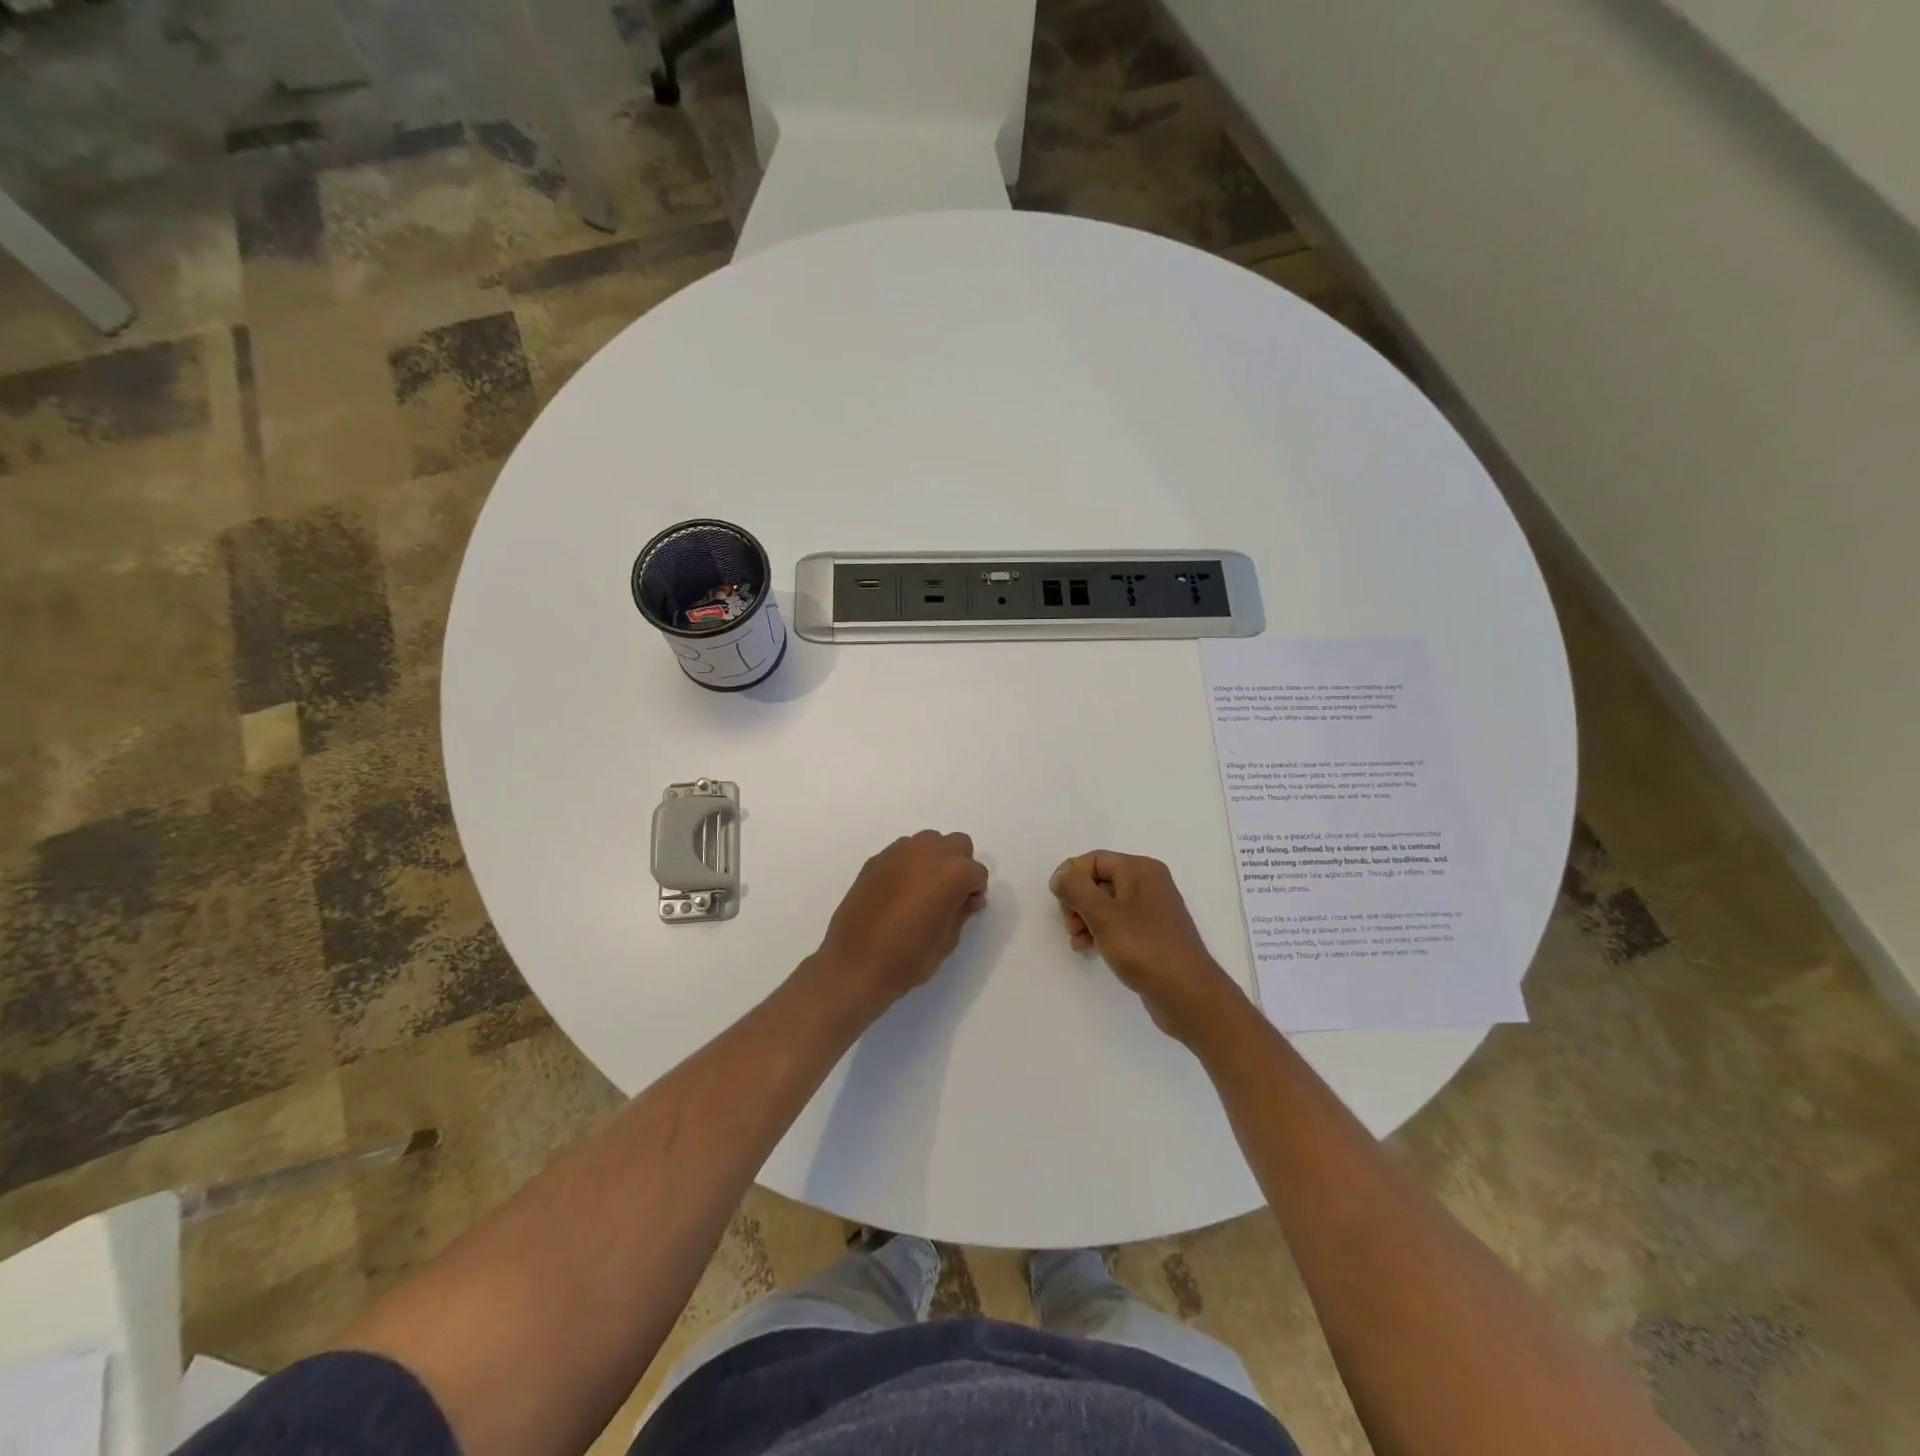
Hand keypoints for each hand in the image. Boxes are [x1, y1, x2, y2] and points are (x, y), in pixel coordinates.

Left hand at [812, 831, 988, 1017]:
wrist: (853, 965)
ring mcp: (899, 852)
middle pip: (957, 844)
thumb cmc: (907, 958)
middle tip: (949, 894)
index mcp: (953, 872)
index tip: (967, 908)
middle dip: (959, 865)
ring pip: (929, 842)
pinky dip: (909, 864)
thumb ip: (961, 912)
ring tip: (923, 890)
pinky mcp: (876, 859)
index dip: (975, 891)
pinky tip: (900, 891)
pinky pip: (903, 852)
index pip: (977, 872)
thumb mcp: (947, 940)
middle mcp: (928, 852)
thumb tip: (967, 898)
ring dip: (934, 859)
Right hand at [1050, 851, 1246, 1045]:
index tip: (1058, 901)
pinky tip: (1090, 950)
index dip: (1071, 876)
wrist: (1187, 994)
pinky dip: (1099, 932)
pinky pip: (1116, 924)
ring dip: (1085, 919)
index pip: (1094, 860)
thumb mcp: (1103, 915)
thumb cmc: (1144, 947)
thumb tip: (1060, 876)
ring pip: (1104, 904)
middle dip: (1077, 901)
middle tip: (1070, 925)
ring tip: (1078, 942)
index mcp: (1140, 870)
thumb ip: (1076, 890)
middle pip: (1098, 880)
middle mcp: (1147, 884)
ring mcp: (1150, 911)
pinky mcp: (1150, 935)